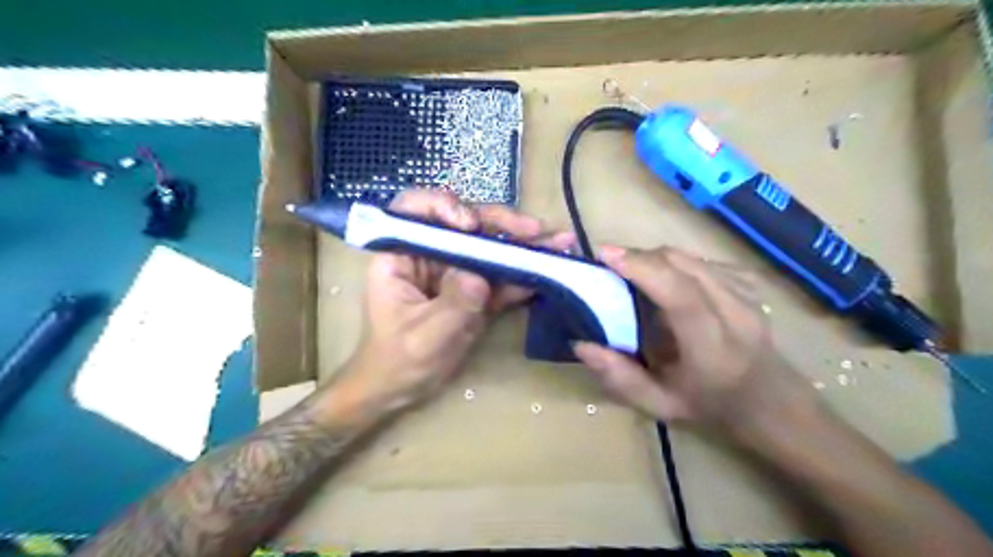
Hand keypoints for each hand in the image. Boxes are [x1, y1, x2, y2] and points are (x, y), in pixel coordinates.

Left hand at [341, 192, 575, 413]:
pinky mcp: (474, 290)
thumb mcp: (424, 336)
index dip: (443, 207)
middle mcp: (430, 256)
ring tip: (559, 242)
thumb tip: (480, 276)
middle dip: (501, 224)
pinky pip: (500, 277)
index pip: (415, 212)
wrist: (401, 389)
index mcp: (401, 256)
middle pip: (464, 225)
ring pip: (489, 248)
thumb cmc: (399, 361)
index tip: (471, 226)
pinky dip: (524, 274)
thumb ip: (453, 304)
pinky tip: (551, 269)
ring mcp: (455, 272)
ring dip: (523, 245)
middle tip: (536, 230)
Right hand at [575, 245, 814, 436]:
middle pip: (682, 264)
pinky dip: (674, 262)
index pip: (679, 294)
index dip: (642, 267)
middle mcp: (734, 313)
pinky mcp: (747, 284)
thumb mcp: (659, 406)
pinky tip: (664, 278)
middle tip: (609, 265)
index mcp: (712, 347)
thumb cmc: (711, 407)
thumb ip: (620, 378)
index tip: (605, 254)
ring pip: (690, 257)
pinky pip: (701, 260)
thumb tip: (582, 344)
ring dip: (654, 258)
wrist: (771, 401)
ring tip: (631, 270)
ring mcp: (745, 294)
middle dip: (639, 257)